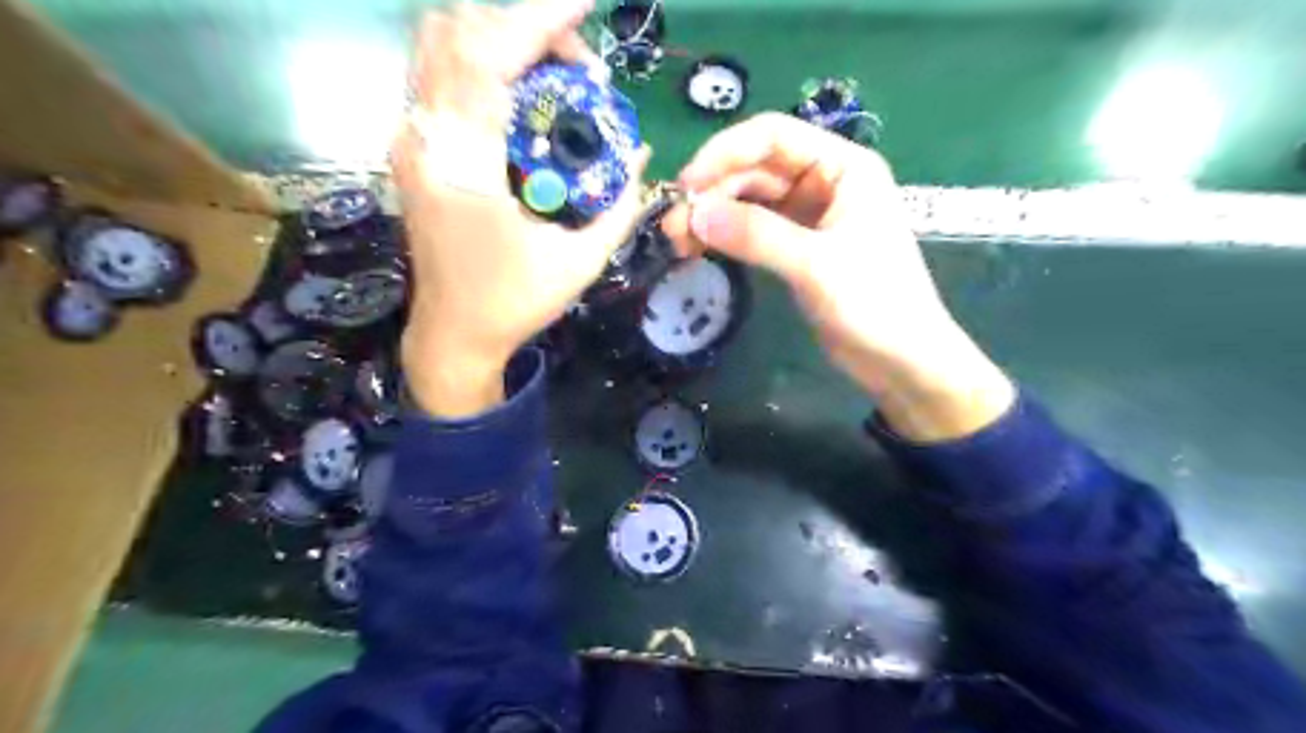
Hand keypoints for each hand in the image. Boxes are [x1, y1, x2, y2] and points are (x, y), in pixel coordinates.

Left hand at [391, 0, 648, 417]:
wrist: (453, 335)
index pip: (486, 55)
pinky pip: (443, 79)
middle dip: (523, 27)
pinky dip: (486, 67)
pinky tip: (526, 100)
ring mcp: (411, 142)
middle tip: (577, 66)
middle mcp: (423, 138)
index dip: (537, 17)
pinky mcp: (415, 151)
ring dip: (501, 43)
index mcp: (462, 163)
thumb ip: (619, 204)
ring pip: (441, 49)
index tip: (584, 1)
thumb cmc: (513, 303)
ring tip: (556, 77)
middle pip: (454, 32)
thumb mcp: (580, 260)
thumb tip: (644, 154)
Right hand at [666, 115, 1014, 439]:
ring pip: (750, 200)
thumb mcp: (815, 264)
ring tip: (677, 241)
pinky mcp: (799, 246)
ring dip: (714, 215)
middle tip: (672, 226)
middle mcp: (825, 181)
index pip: (773, 137)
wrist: (902, 360)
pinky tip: (701, 248)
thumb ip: (756, 235)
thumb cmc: (875, 303)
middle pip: (756, 169)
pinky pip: (754, 228)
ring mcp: (811, 214)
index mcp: (843, 166)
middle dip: (712, 192)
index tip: (685, 186)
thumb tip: (693, 214)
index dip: (724, 154)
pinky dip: (727, 236)